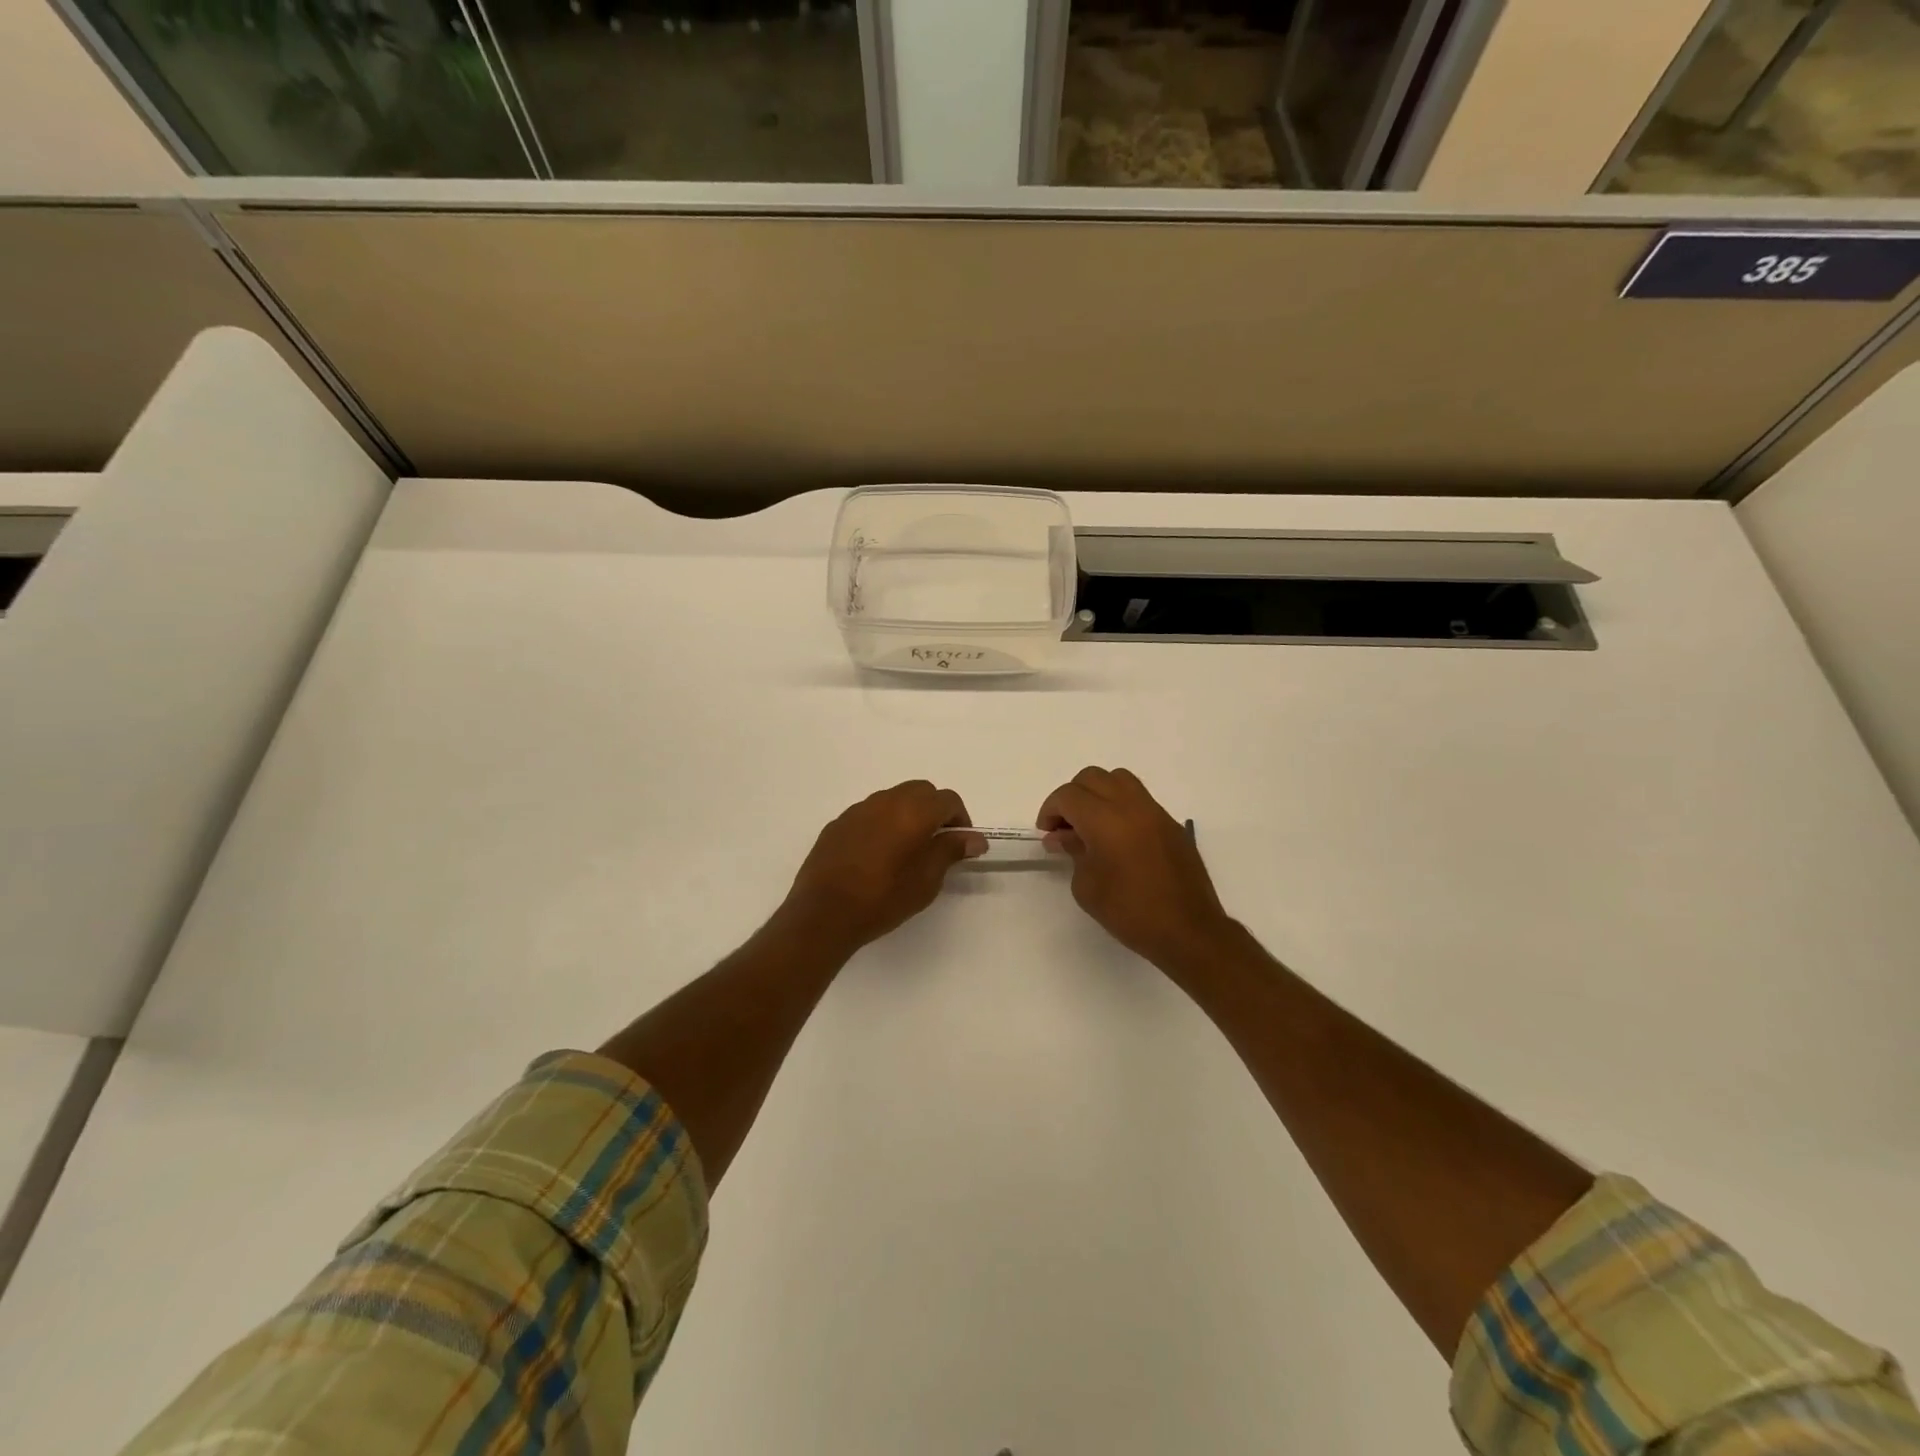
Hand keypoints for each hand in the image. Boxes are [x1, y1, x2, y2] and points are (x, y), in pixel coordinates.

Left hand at [779, 781, 984, 955]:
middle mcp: (886, 801)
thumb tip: (974, 838)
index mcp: (913, 812)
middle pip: (921, 791)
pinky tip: (876, 855)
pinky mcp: (838, 823)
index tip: (960, 845)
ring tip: (906, 849)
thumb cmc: (883, 899)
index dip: (960, 819)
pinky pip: (869, 813)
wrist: (823, 913)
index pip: (948, 800)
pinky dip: (882, 823)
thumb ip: (951, 851)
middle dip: (934, 810)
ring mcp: (858, 810)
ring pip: (893, 798)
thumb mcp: (926, 880)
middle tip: (936, 843)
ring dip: (907, 814)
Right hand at [1037, 767, 1234, 969]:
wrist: (1188, 931)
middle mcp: (1131, 806)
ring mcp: (1155, 812)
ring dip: (1098, 794)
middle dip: (1072, 797)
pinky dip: (1120, 805)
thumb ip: (1073, 852)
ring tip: (1091, 824)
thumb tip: (1062, 836)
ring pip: (1118, 779)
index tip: (1047, 833)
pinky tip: (1117, 836)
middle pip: (1092, 777)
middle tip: (1065, 827)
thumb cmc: (1130, 912)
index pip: (1068, 796)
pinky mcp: (1171, 824)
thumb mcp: (1087, 886)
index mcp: (1105, 820)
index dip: (1050, 810)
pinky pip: (1139, 798)